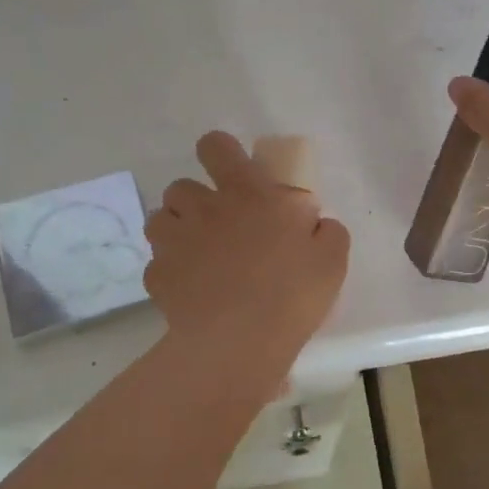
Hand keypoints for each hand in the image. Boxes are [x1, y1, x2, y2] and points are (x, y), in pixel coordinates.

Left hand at [143, 131, 349, 394]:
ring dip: (176, 230)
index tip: (233, 172)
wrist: (239, 342)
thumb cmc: (291, 293)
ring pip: (159, 219)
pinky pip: (158, 264)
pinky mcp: (157, 276)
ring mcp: (174, 241)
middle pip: (181, 185)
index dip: (220, 151)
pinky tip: (191, 292)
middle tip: (220, 226)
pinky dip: (171, 272)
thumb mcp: (331, 258)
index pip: (216, 146)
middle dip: (196, 200)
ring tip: (198, 255)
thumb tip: (315, 222)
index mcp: (247, 193)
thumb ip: (326, 230)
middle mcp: (204, 208)